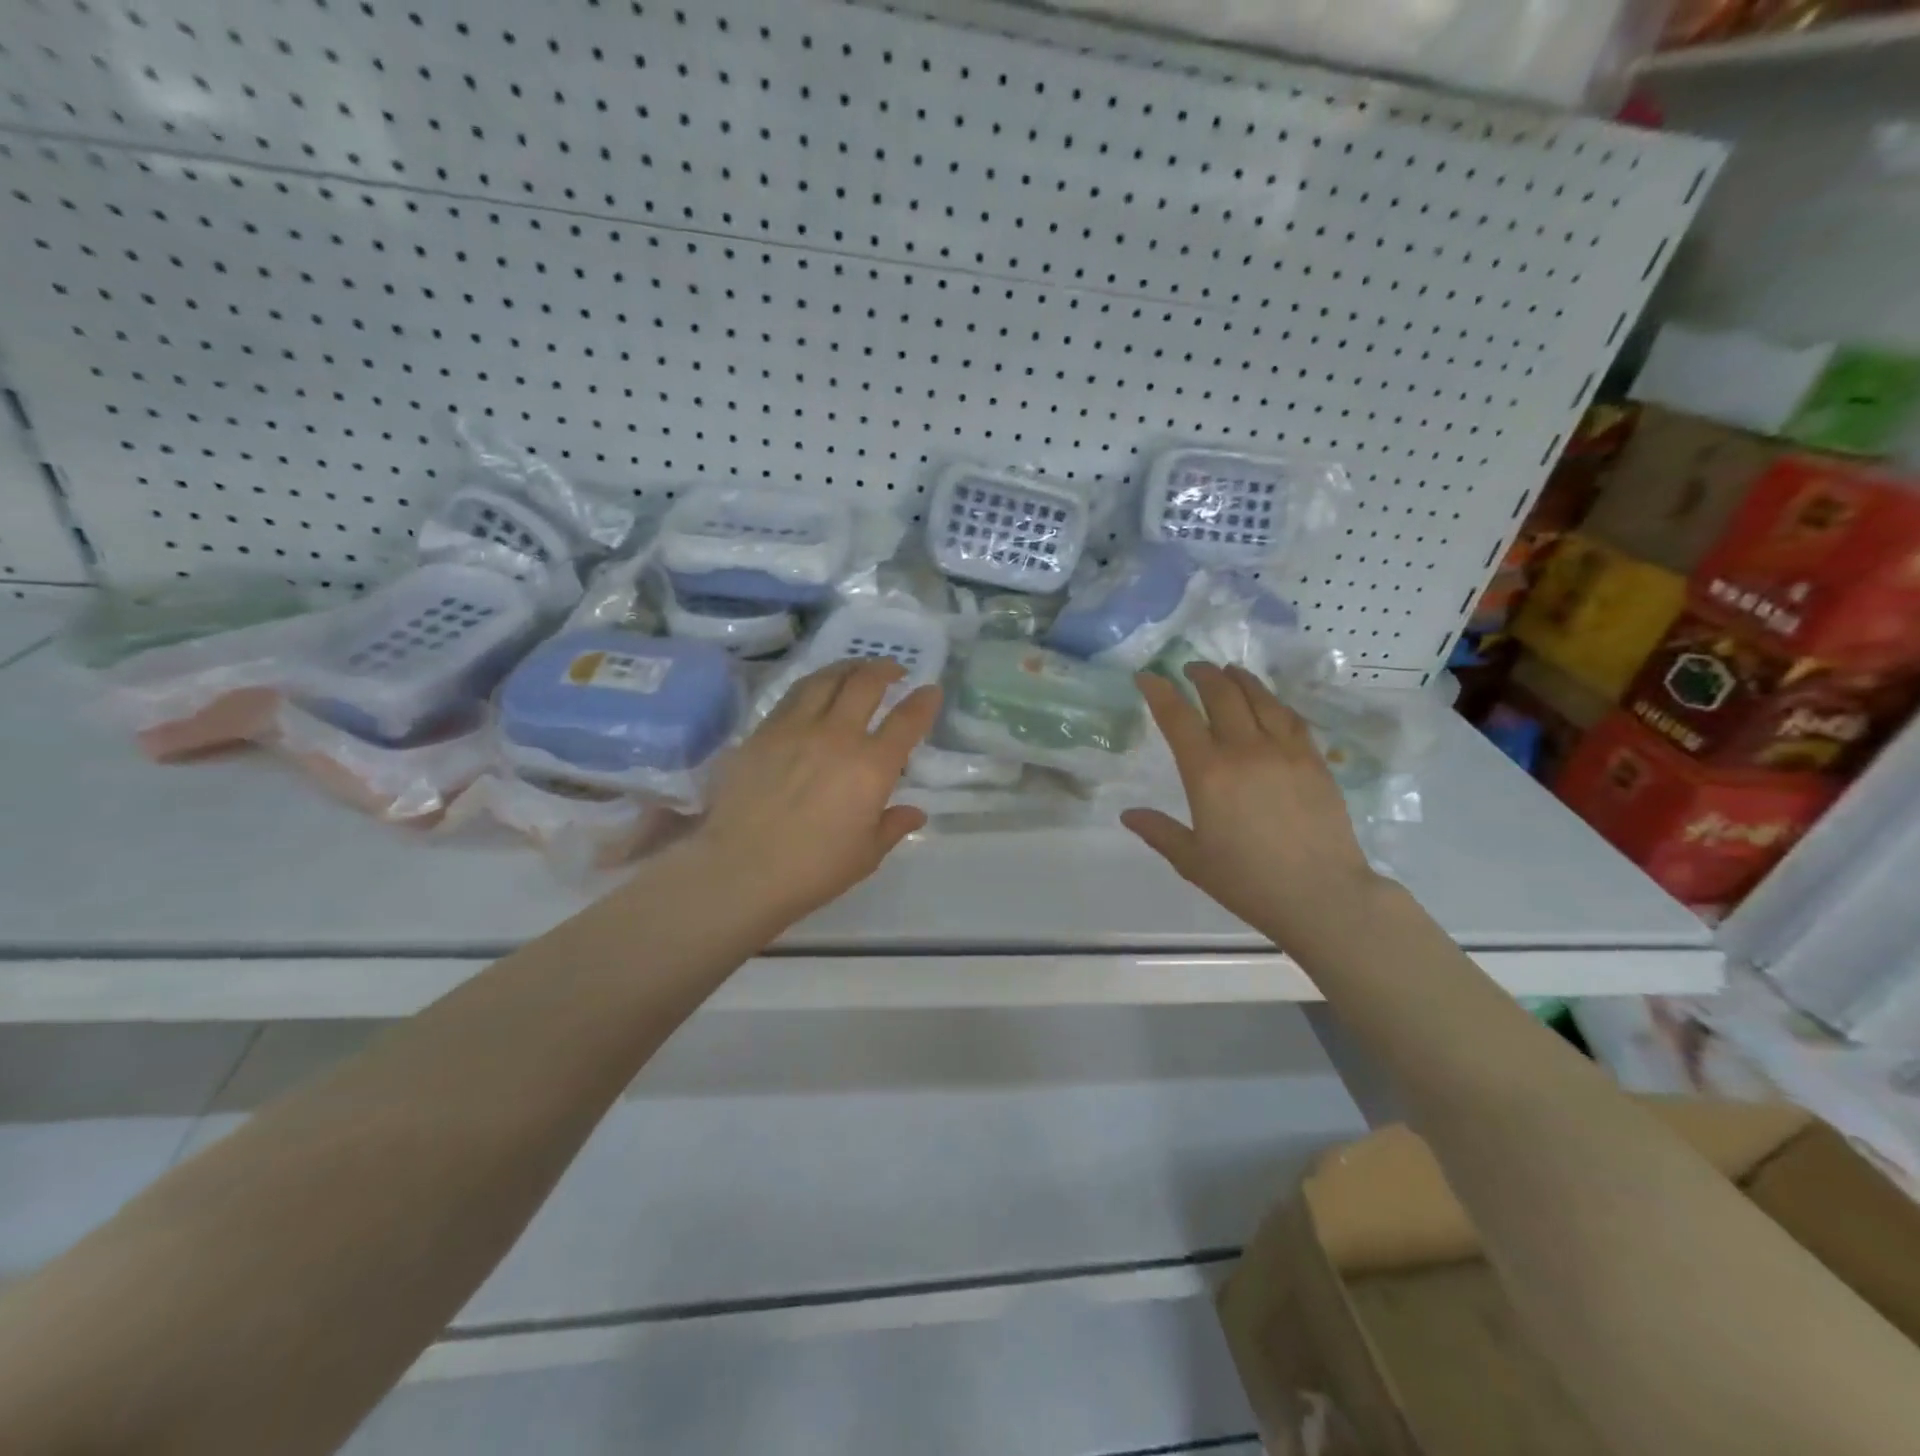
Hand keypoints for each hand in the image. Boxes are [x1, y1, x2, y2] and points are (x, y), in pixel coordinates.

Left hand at [689, 659, 940, 931]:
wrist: (739, 870)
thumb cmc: (812, 870)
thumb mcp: (865, 854)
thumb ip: (893, 826)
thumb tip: (915, 811)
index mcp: (871, 767)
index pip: (907, 721)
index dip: (924, 701)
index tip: (931, 691)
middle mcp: (837, 736)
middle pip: (865, 683)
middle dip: (885, 670)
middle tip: (893, 671)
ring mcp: (795, 728)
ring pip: (825, 679)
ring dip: (847, 668)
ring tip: (855, 670)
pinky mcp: (761, 733)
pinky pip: (792, 696)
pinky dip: (812, 685)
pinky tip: (813, 692)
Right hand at [1122, 664, 1384, 952]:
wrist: (1322, 895)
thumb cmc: (1249, 881)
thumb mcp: (1193, 861)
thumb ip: (1159, 832)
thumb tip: (1128, 815)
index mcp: (1208, 773)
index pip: (1178, 718)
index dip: (1159, 691)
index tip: (1147, 676)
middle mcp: (1244, 750)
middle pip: (1221, 695)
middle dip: (1201, 675)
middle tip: (1190, 668)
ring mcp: (1284, 751)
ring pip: (1259, 698)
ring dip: (1239, 679)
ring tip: (1228, 671)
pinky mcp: (1314, 760)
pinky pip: (1290, 718)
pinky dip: (1273, 701)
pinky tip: (1268, 702)